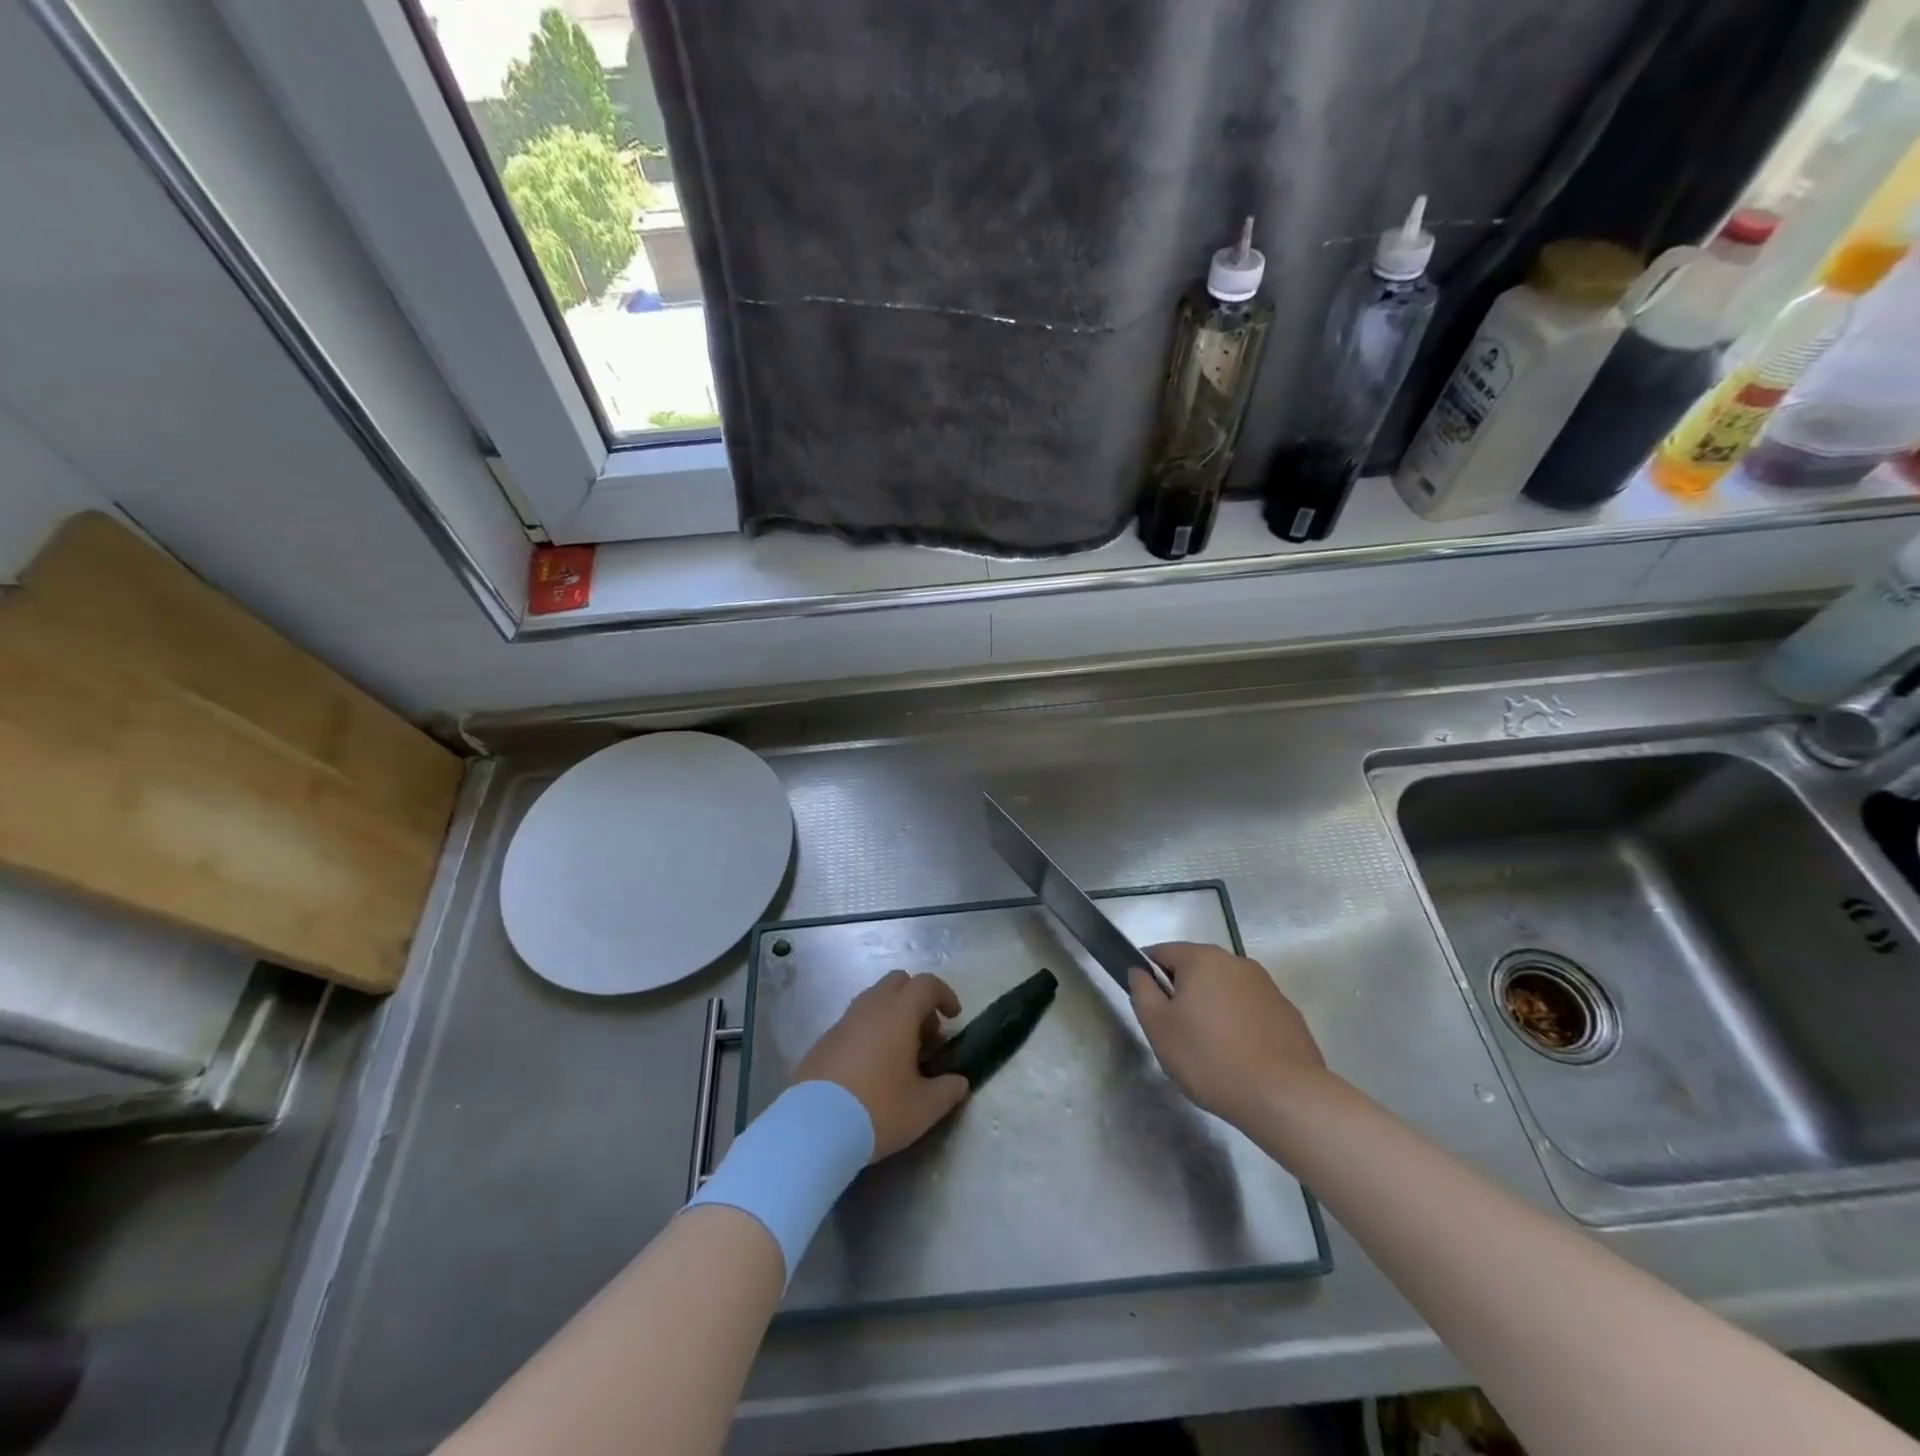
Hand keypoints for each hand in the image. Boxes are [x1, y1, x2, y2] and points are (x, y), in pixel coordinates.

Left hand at [793, 970, 970, 1160]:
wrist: (813, 1129)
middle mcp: (870, 1007)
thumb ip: (948, 1090)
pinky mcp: (824, 1041)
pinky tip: (871, 1069)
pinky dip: (870, 1032)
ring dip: (893, 1015)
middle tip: (926, 1035)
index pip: (926, 984)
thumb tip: (959, 1082)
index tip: (953, 1017)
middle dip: (917, 1001)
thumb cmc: (878, 1110)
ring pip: (874, 1000)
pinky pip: (855, 1022)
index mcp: (898, 1013)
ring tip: (900, 1055)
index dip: (945, 994)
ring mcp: (843, 1022)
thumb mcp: (924, 1108)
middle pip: (898, 982)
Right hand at [1128, 942, 1330, 1128]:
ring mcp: (1266, 985)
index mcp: (1202, 959)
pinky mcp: (1287, 1012)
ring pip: (1224, 989)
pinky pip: (1250, 1009)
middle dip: (1182, 993)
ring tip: (1209, 1049)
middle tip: (1175, 1031)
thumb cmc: (1210, 1058)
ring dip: (1212, 1008)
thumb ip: (1142, 992)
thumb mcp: (1159, 1028)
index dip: (1147, 974)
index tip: (1147, 1004)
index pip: (1162, 952)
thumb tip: (1139, 972)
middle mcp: (1236, 962)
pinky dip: (1239, 1023)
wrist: (1285, 1097)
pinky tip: (1240, 1056)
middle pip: (1196, 969)